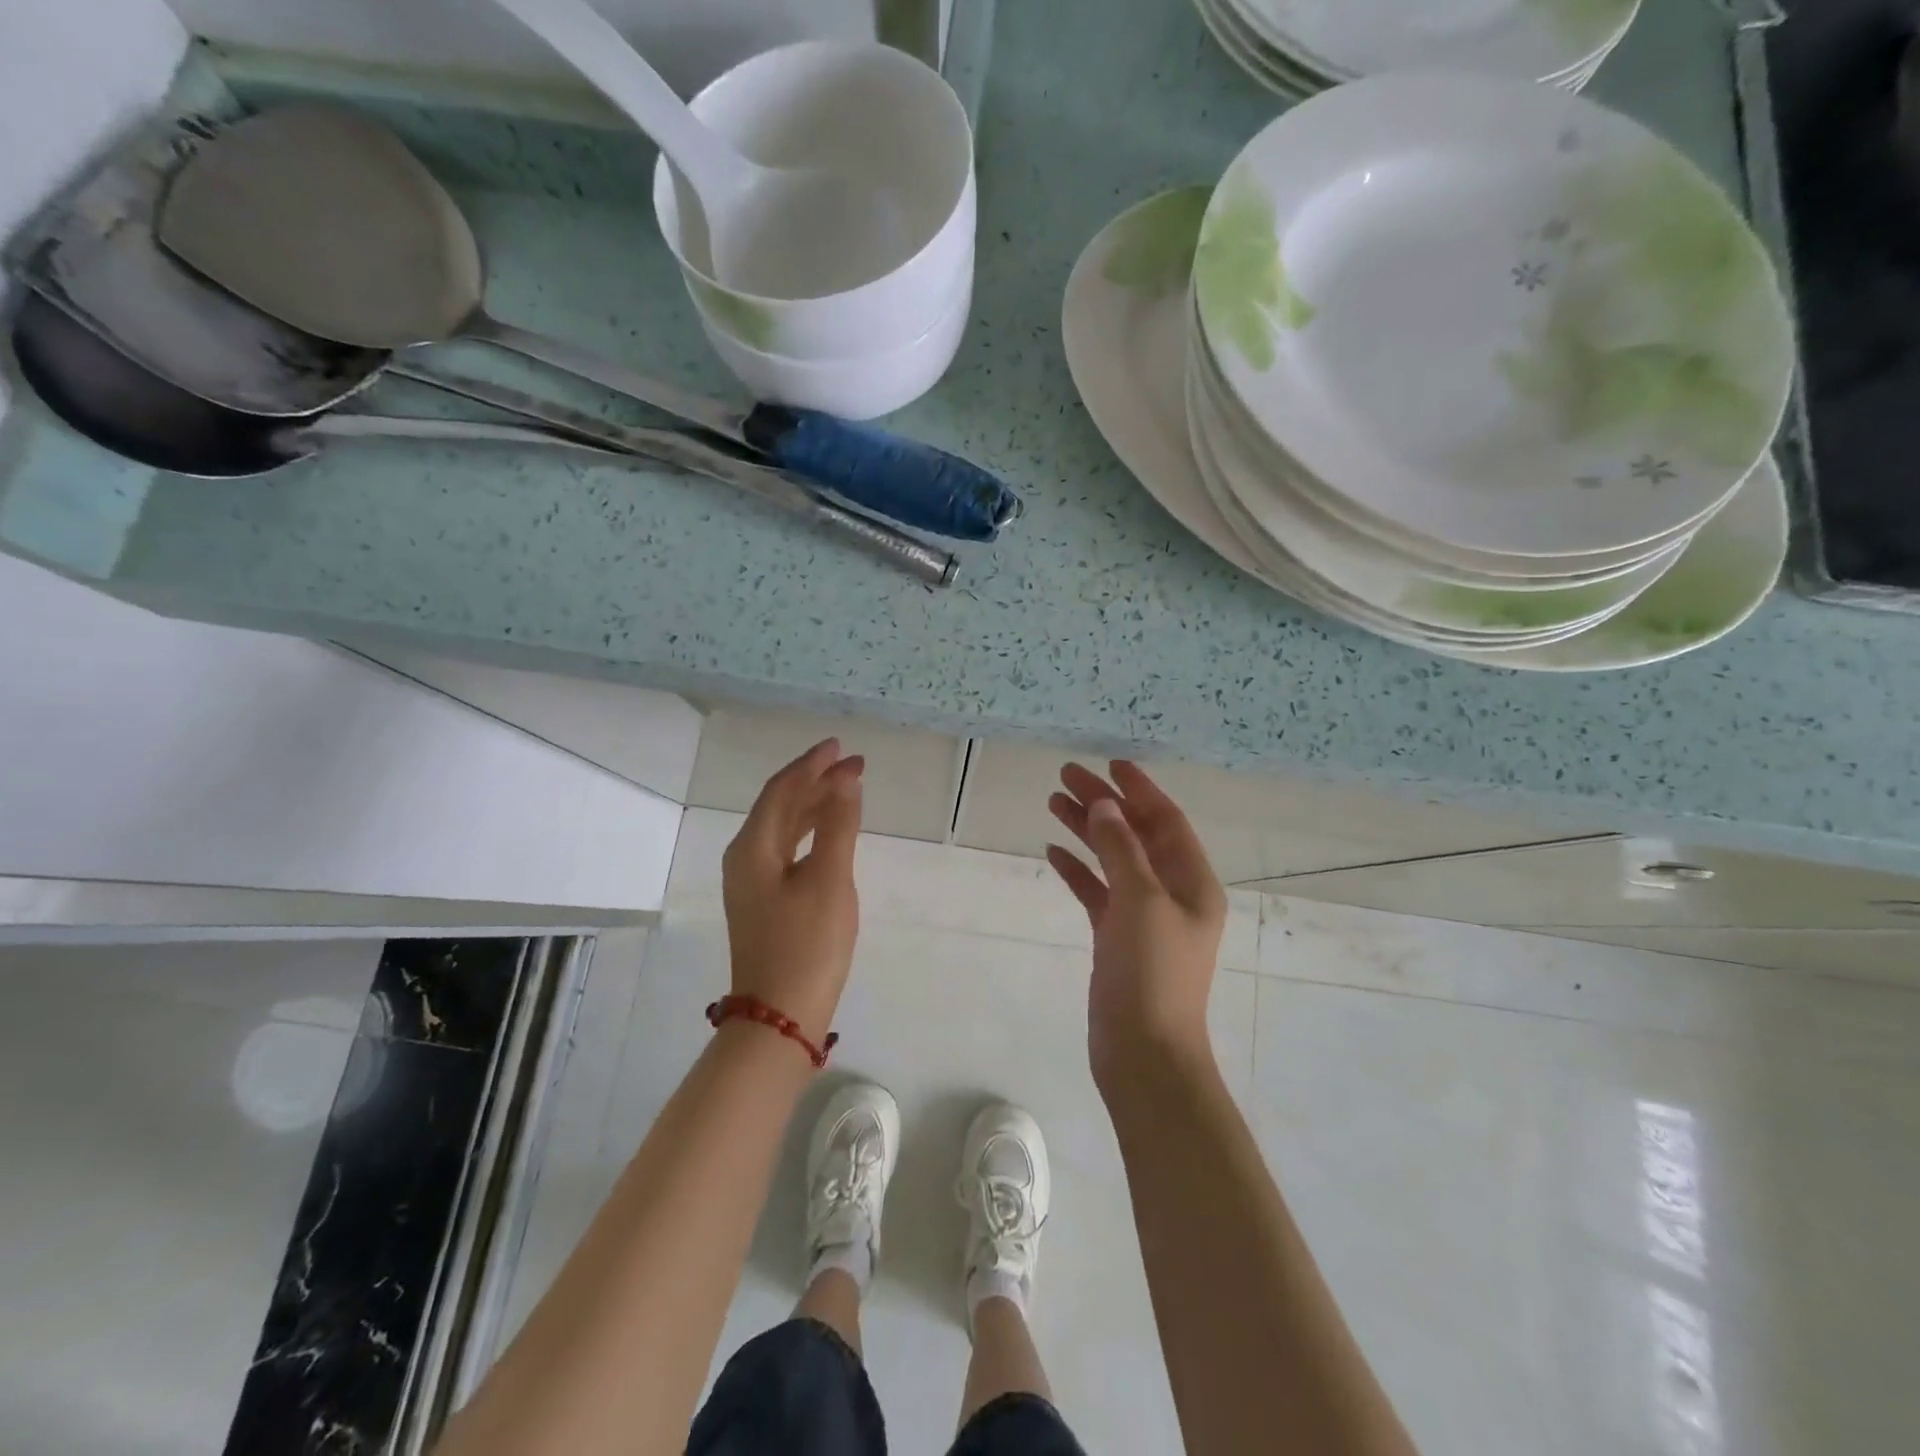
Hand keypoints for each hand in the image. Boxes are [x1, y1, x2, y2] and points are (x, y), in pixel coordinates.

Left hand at [721, 738, 864, 1045]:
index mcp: (752, 848)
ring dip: (815, 806)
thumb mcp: (830, 880)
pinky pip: (788, 851)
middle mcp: (745, 859)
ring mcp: (752, 883)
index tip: (841, 747)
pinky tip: (832, 835)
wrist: (780, 1017)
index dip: (811, 765)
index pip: (781, 790)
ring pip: (785, 829)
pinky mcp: (765, 902)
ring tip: (849, 790)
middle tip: (855, 765)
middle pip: (780, 806)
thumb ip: (839, 826)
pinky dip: (812, 834)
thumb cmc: (808, 945)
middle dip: (817, 782)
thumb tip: (846, 779)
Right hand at [1046, 761, 1227, 1088]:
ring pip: (1113, 860)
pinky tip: (1053, 852)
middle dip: (1105, 804)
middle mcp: (1171, 894)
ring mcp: (1143, 917)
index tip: (1111, 763)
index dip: (1140, 790)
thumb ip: (1121, 849)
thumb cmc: (1152, 974)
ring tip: (1053, 802)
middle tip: (1066, 777)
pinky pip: (1097, 892)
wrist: (1144, 1054)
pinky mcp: (1116, 938)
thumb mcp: (1140, 902)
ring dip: (1087, 831)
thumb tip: (1106, 805)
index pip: (1166, 821)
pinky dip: (1078, 871)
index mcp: (1192, 883)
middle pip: (1135, 835)